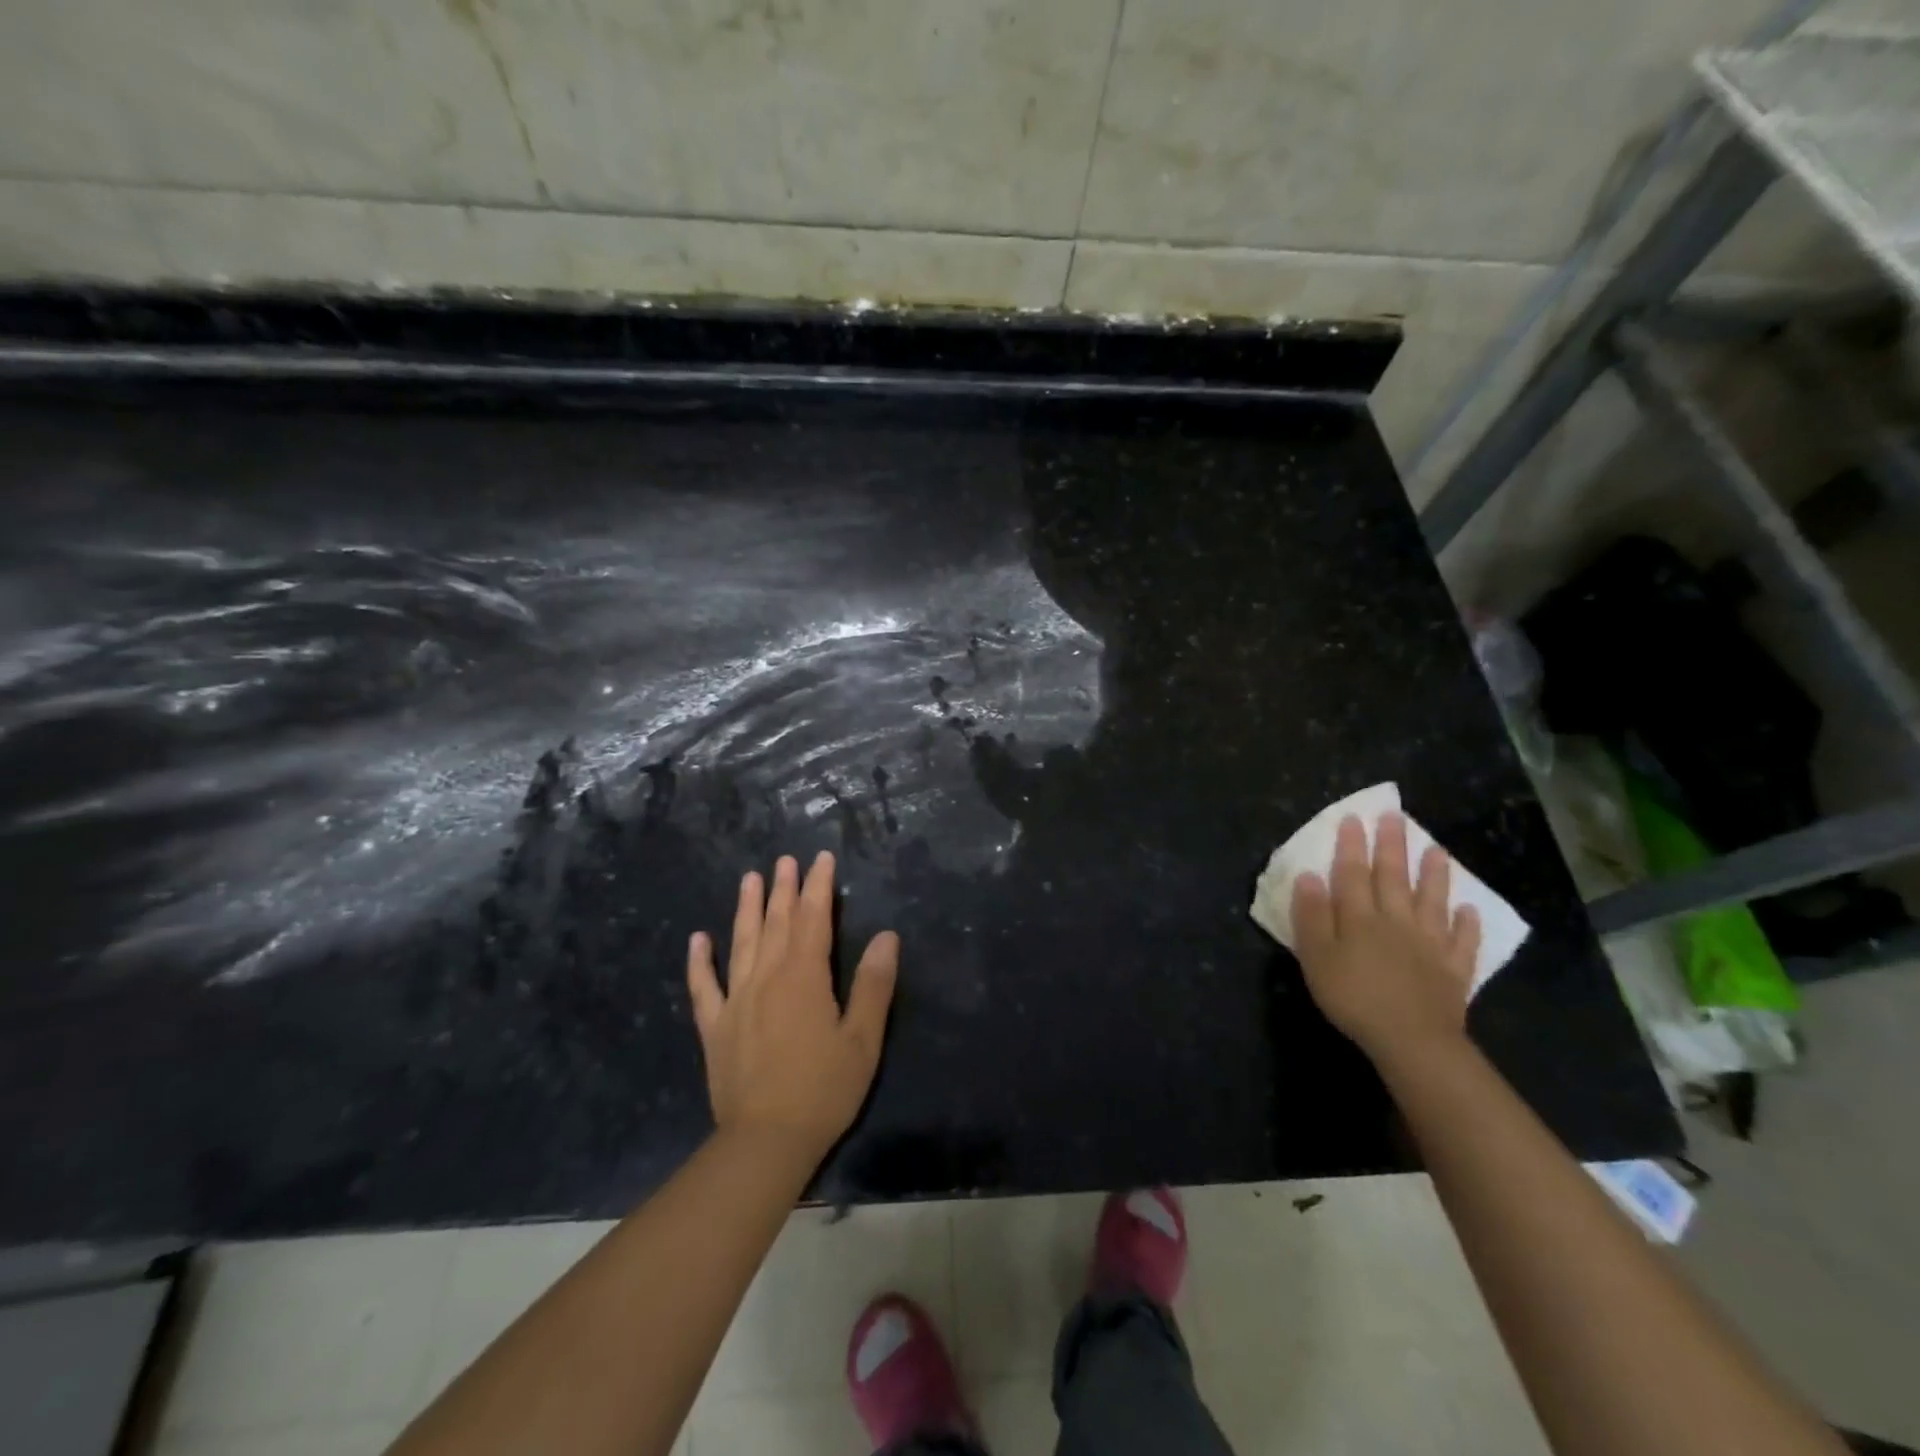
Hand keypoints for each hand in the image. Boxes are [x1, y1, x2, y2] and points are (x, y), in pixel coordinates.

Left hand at [687, 852, 899, 1165]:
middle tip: (785, 860)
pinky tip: (697, 939)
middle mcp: (767, 978)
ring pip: (742, 943)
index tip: (821, 859)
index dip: (818, 887)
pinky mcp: (715, 1027)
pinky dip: (699, 961)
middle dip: (784, 888)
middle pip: (777, 923)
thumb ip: (873, 984)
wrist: (766, 1142)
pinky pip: (704, 986)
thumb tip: (886, 936)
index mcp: (804, 977)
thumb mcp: (862, 1039)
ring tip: (749, 879)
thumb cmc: (824, 1090)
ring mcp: (736, 1001)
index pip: (813, 919)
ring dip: (747, 909)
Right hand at [1291, 813, 1481, 1062]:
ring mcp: (1429, 943)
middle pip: (1394, 877)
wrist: (1411, 1039)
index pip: (1353, 873)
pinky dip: (1467, 924)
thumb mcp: (1316, 956)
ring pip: (1432, 901)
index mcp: (1359, 917)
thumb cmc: (1352, 996)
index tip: (1354, 818)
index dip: (1352, 845)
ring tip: (1437, 849)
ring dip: (1435, 874)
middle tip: (1395, 816)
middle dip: (1393, 845)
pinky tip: (1470, 910)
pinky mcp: (1453, 969)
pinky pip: (1462, 941)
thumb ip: (1312, 915)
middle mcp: (1396, 920)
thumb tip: (1310, 876)